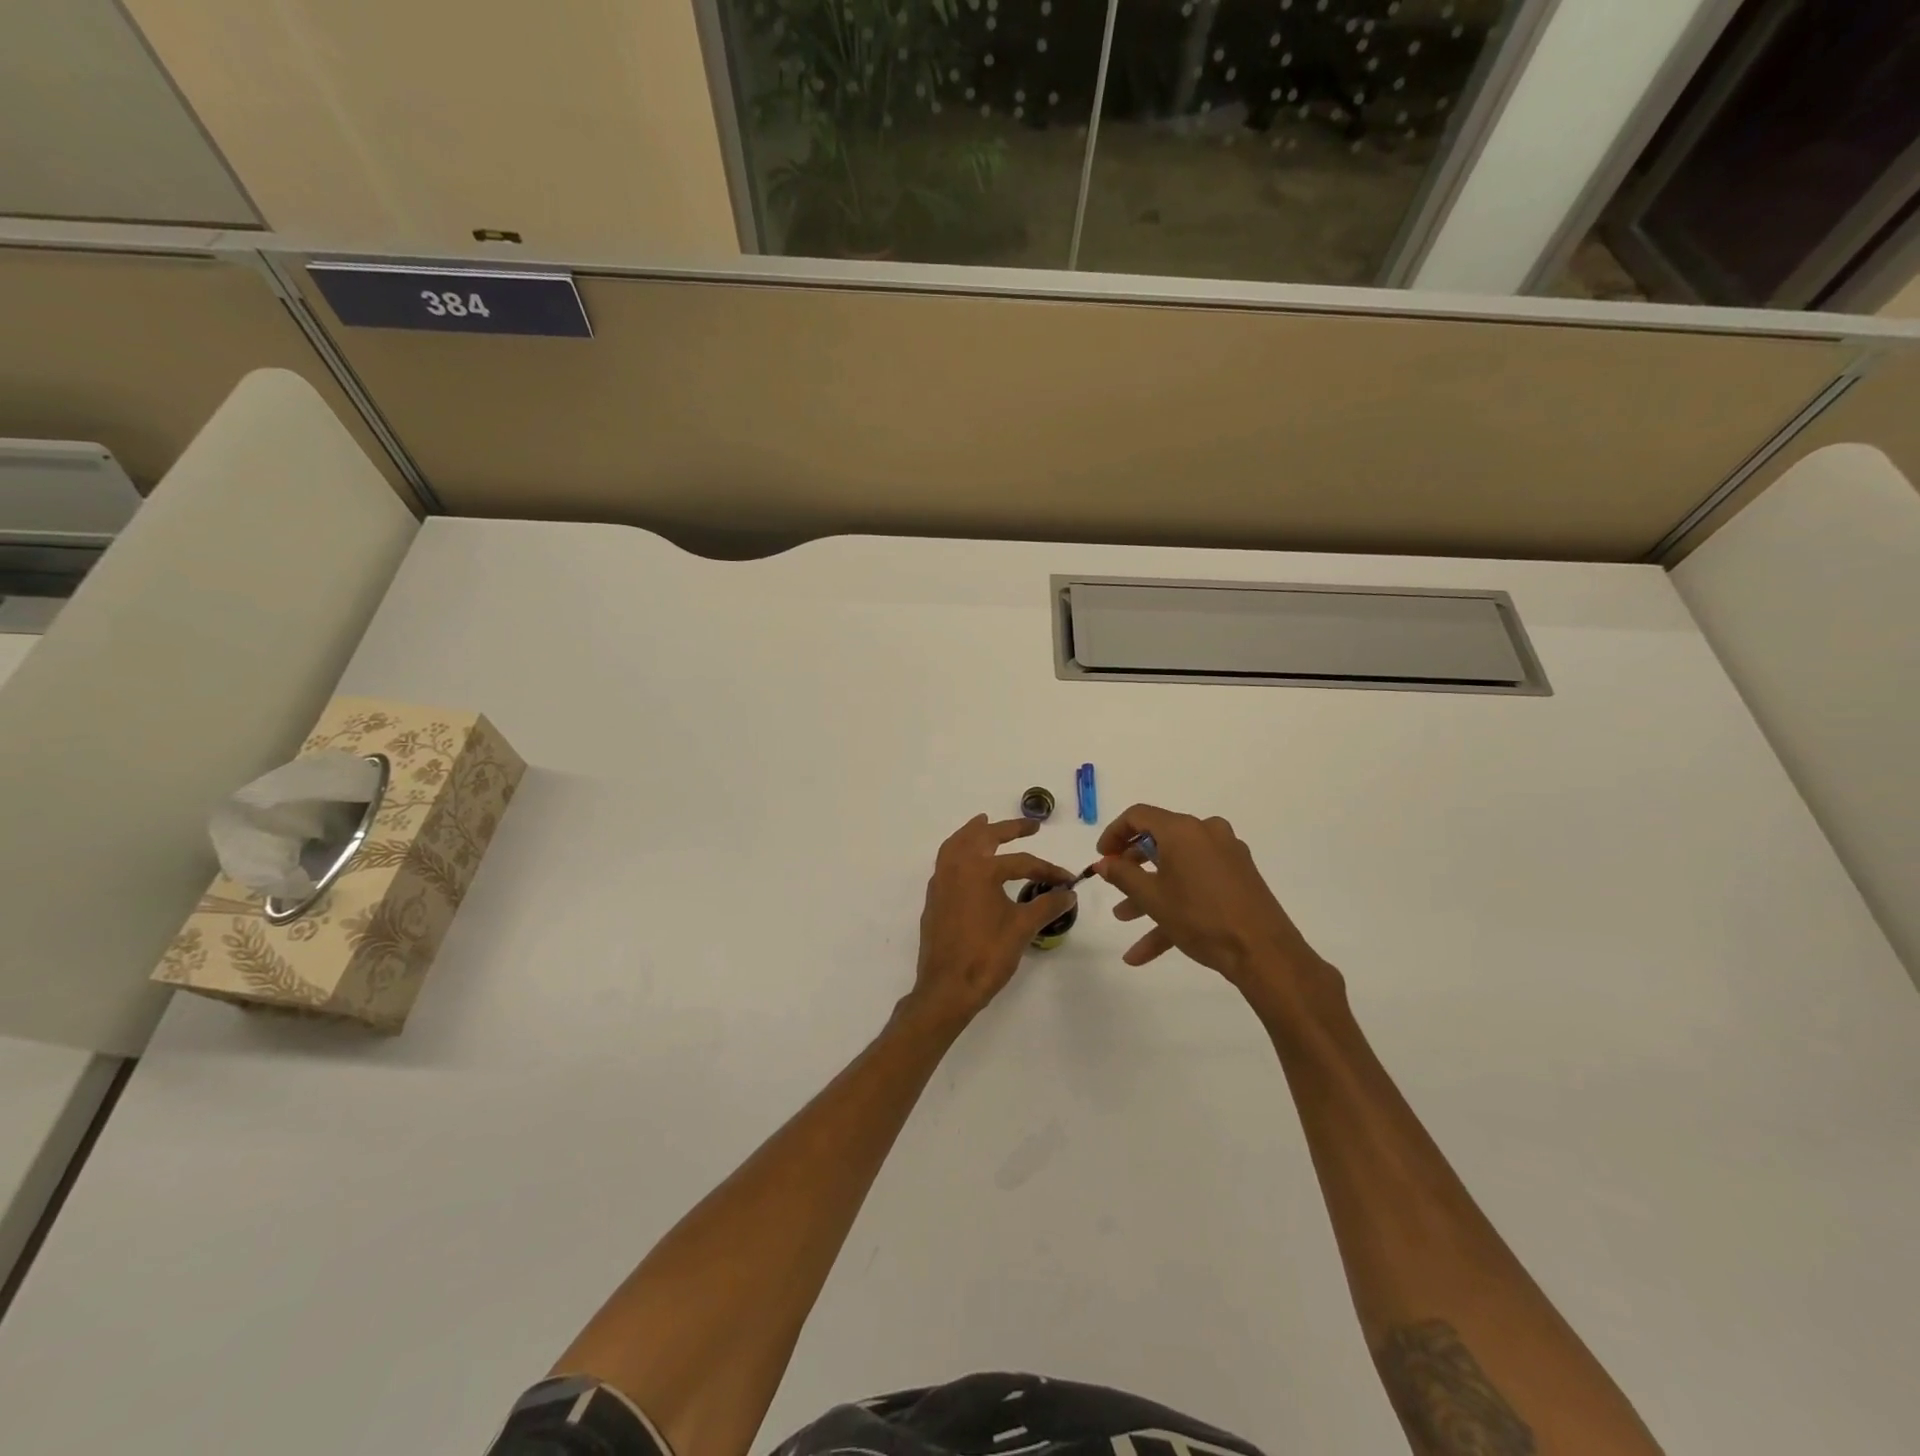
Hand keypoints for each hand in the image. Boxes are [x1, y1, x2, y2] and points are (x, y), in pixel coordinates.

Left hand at [904, 815, 1075, 1034]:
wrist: (947, 988)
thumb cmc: (986, 955)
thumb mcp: (1022, 928)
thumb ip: (1047, 906)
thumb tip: (1069, 893)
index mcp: (979, 870)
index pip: (1020, 862)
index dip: (1047, 870)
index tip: (1067, 880)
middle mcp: (956, 867)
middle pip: (983, 838)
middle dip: (1009, 829)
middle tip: (1031, 826)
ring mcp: (941, 882)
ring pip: (956, 844)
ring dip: (974, 832)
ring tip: (986, 823)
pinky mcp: (934, 899)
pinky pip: (945, 862)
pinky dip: (958, 850)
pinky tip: (969, 861)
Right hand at [1095, 804, 1337, 997]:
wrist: (1264, 952)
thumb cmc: (1200, 917)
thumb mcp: (1152, 898)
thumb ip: (1122, 874)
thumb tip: (1103, 862)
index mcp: (1183, 829)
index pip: (1138, 816)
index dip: (1114, 834)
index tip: (1101, 857)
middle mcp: (1206, 833)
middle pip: (1159, 841)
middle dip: (1132, 867)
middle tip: (1113, 884)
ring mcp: (1226, 855)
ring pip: (1177, 868)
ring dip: (1149, 893)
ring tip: (1124, 919)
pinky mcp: (1239, 878)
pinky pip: (1197, 885)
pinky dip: (1174, 907)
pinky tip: (1146, 950)